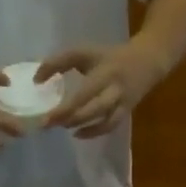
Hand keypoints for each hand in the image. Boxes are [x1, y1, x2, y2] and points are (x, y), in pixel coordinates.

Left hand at [38, 39, 166, 138]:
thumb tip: (36, 80)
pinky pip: (109, 126)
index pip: (81, 92)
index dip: (63, 106)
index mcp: (104, 72)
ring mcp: (122, 103)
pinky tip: (77, 134)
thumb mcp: (85, 52)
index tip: (44, 115)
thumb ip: (60, 62)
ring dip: (82, 126)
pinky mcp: (126, 112)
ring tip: (62, 127)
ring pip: (103, 120)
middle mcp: (114, 89)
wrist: (148, 61)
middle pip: (92, 108)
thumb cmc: (110, 57)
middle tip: (47, 125)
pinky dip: (93, 132)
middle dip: (69, 118)